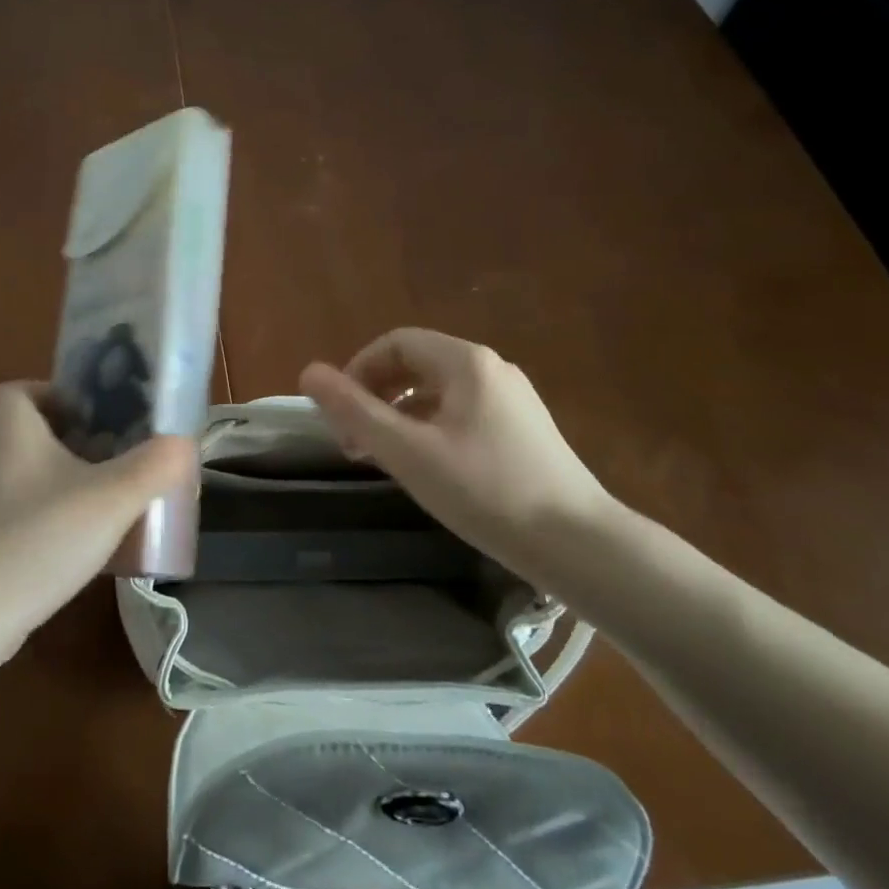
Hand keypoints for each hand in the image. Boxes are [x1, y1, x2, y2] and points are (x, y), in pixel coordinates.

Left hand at [0, 382, 194, 652]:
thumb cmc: (37, 539)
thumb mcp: (110, 499)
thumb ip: (154, 467)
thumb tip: (185, 442)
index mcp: (10, 427)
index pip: (24, 389)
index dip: (60, 394)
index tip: (100, 414)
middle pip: (34, 429)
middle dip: (77, 436)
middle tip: (120, 451)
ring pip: (31, 470)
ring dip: (68, 475)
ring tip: (111, 492)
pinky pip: (24, 507)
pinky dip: (53, 511)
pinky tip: (85, 538)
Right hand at [299, 328, 614, 580]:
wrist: (580, 545)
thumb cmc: (485, 491)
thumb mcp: (407, 452)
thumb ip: (354, 410)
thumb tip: (308, 372)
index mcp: (465, 362)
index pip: (395, 342)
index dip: (358, 369)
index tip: (339, 412)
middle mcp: (491, 369)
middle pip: (416, 364)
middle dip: (376, 394)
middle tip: (354, 440)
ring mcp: (512, 398)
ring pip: (438, 391)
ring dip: (400, 413)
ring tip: (382, 456)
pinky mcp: (524, 429)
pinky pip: (462, 411)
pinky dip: (429, 427)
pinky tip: (426, 465)